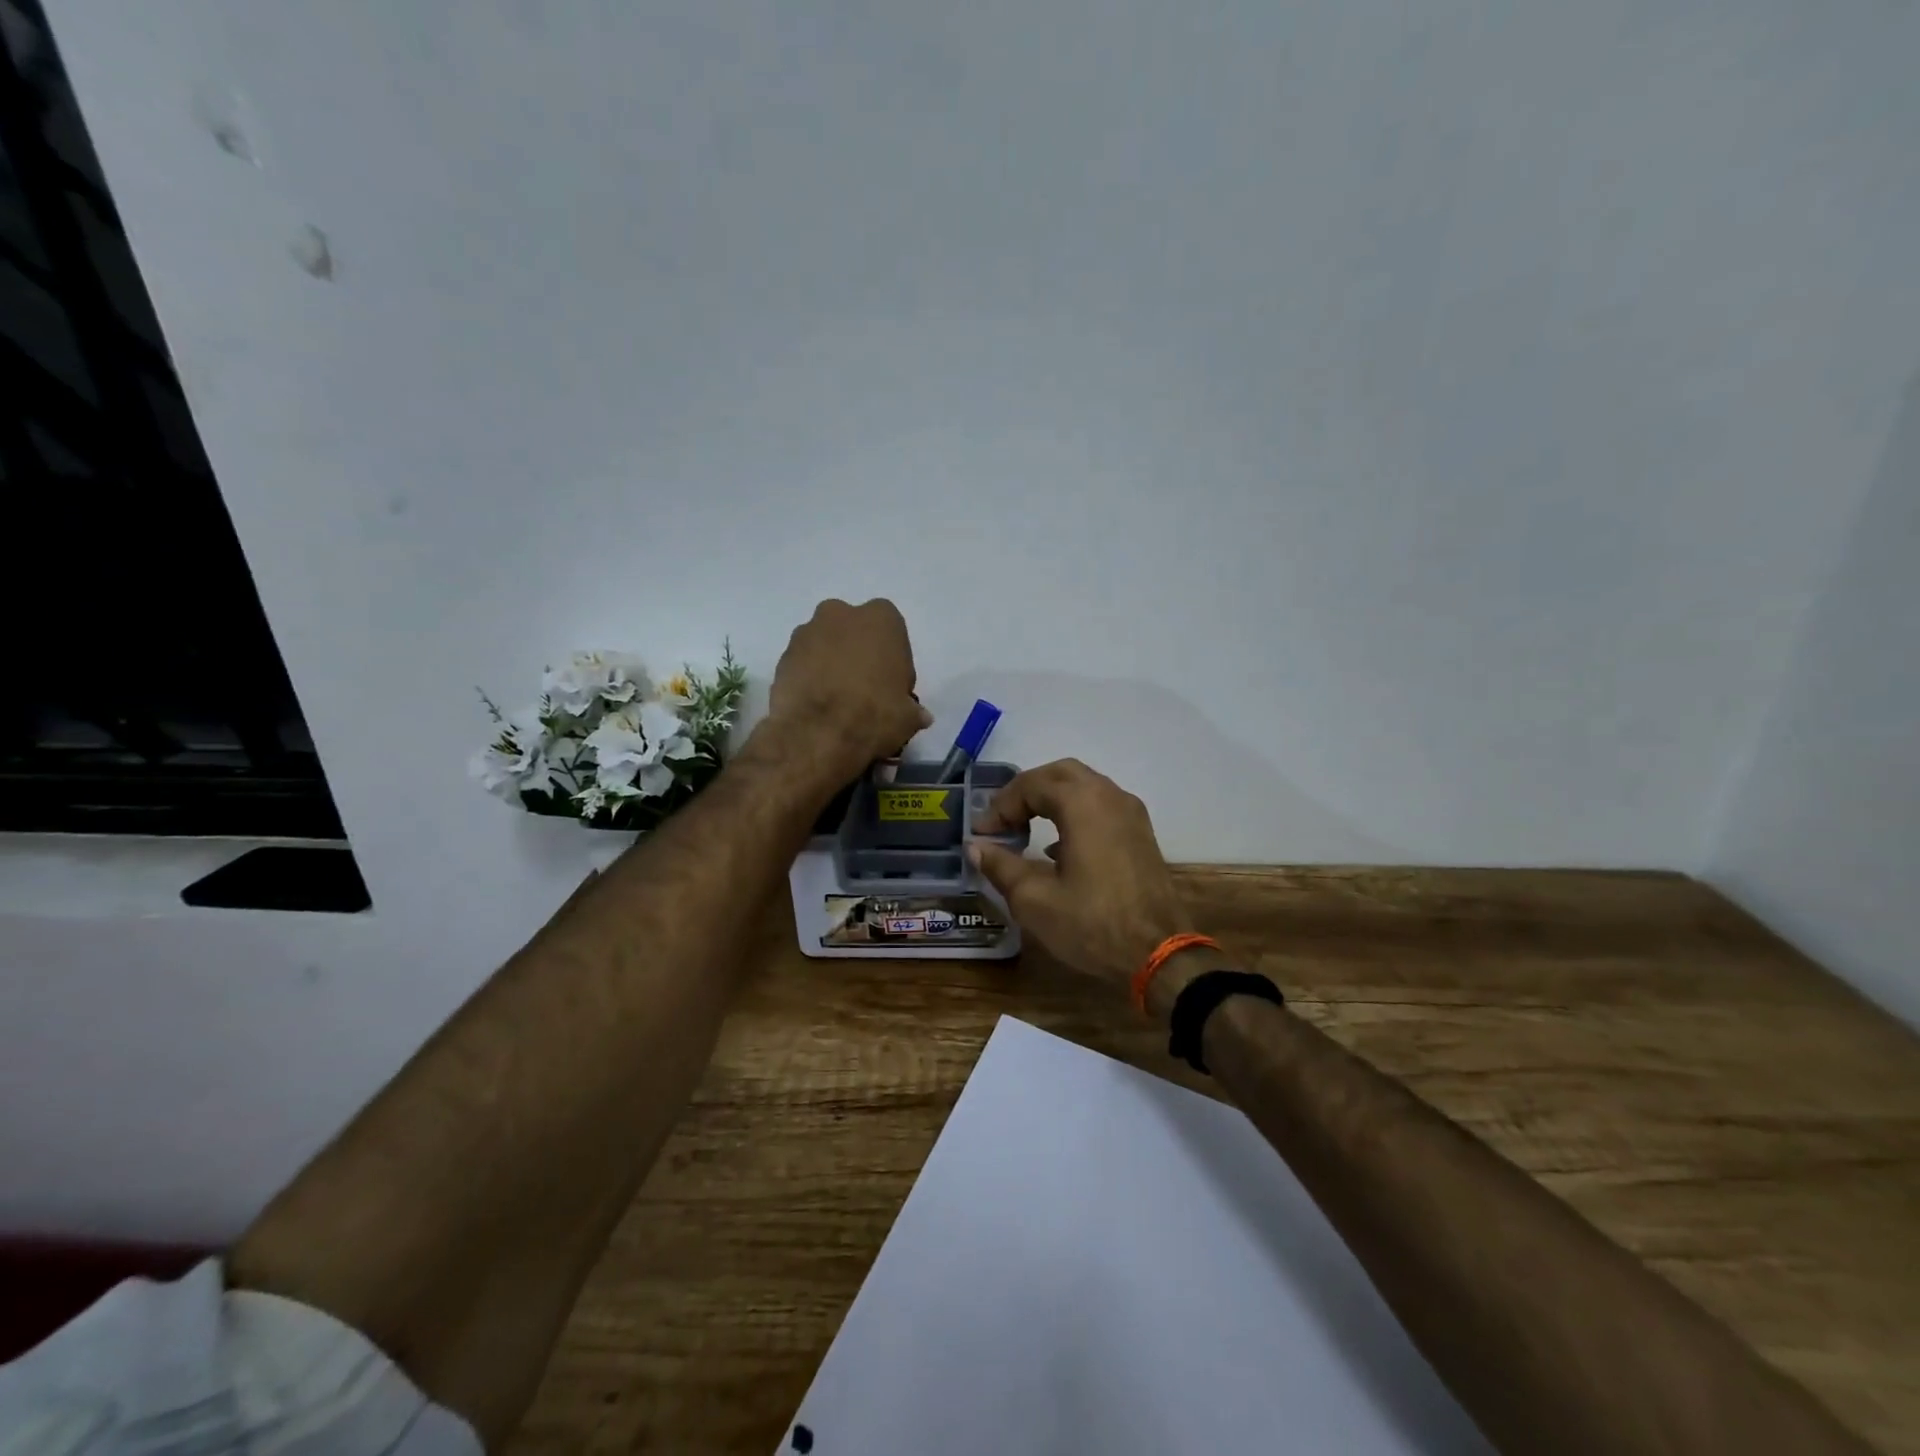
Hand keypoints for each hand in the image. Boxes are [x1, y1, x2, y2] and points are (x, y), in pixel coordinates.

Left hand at [766, 598, 931, 779]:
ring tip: (835, 701)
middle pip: (853, 632)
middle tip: (862, 690)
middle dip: (856, 653)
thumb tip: (920, 716)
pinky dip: (809, 679)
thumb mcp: (908, 716)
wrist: (819, 733)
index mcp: (881, 618)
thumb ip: (913, 710)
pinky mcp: (782, 656)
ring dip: (830, 664)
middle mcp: (841, 614)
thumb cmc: (875, 713)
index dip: (892, 661)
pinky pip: (802, 664)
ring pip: (824, 645)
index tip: (891, 687)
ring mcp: (807, 632)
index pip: (892, 633)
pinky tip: (816, 706)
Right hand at [967, 759, 1203, 1001]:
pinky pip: (1101, 806)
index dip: (1000, 806)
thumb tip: (976, 846)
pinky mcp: (1141, 834)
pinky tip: (1057, 848)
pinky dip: (1074, 813)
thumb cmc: (1091, 924)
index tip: (982, 834)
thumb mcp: (1034, 899)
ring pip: (1084, 787)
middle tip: (1002, 820)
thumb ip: (1001, 866)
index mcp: (1082, 803)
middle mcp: (1109, 796)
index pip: (1031, 785)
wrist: (1160, 954)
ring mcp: (1131, 813)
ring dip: (1051, 800)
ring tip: (1024, 829)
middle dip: (1026, 792)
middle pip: (1059, 774)